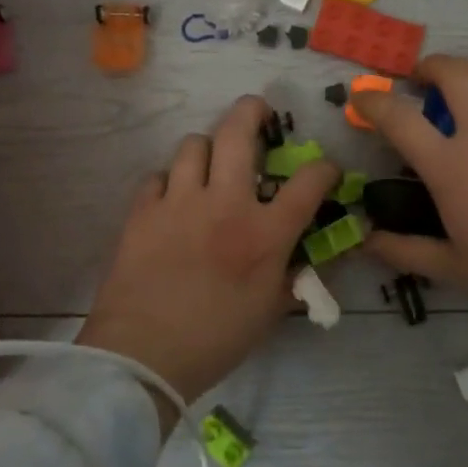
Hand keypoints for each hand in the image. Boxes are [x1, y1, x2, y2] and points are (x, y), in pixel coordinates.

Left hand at [79, 96, 338, 424]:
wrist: (142, 355)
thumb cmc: (215, 340)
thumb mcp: (270, 312)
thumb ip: (293, 276)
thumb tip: (308, 258)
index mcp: (265, 233)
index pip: (308, 182)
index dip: (325, 169)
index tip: (326, 170)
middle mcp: (224, 204)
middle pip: (238, 133)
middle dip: (252, 111)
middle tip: (257, 111)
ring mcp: (179, 202)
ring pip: (193, 145)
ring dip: (207, 148)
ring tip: (210, 163)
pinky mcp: (142, 211)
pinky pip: (157, 177)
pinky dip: (169, 182)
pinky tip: (172, 200)